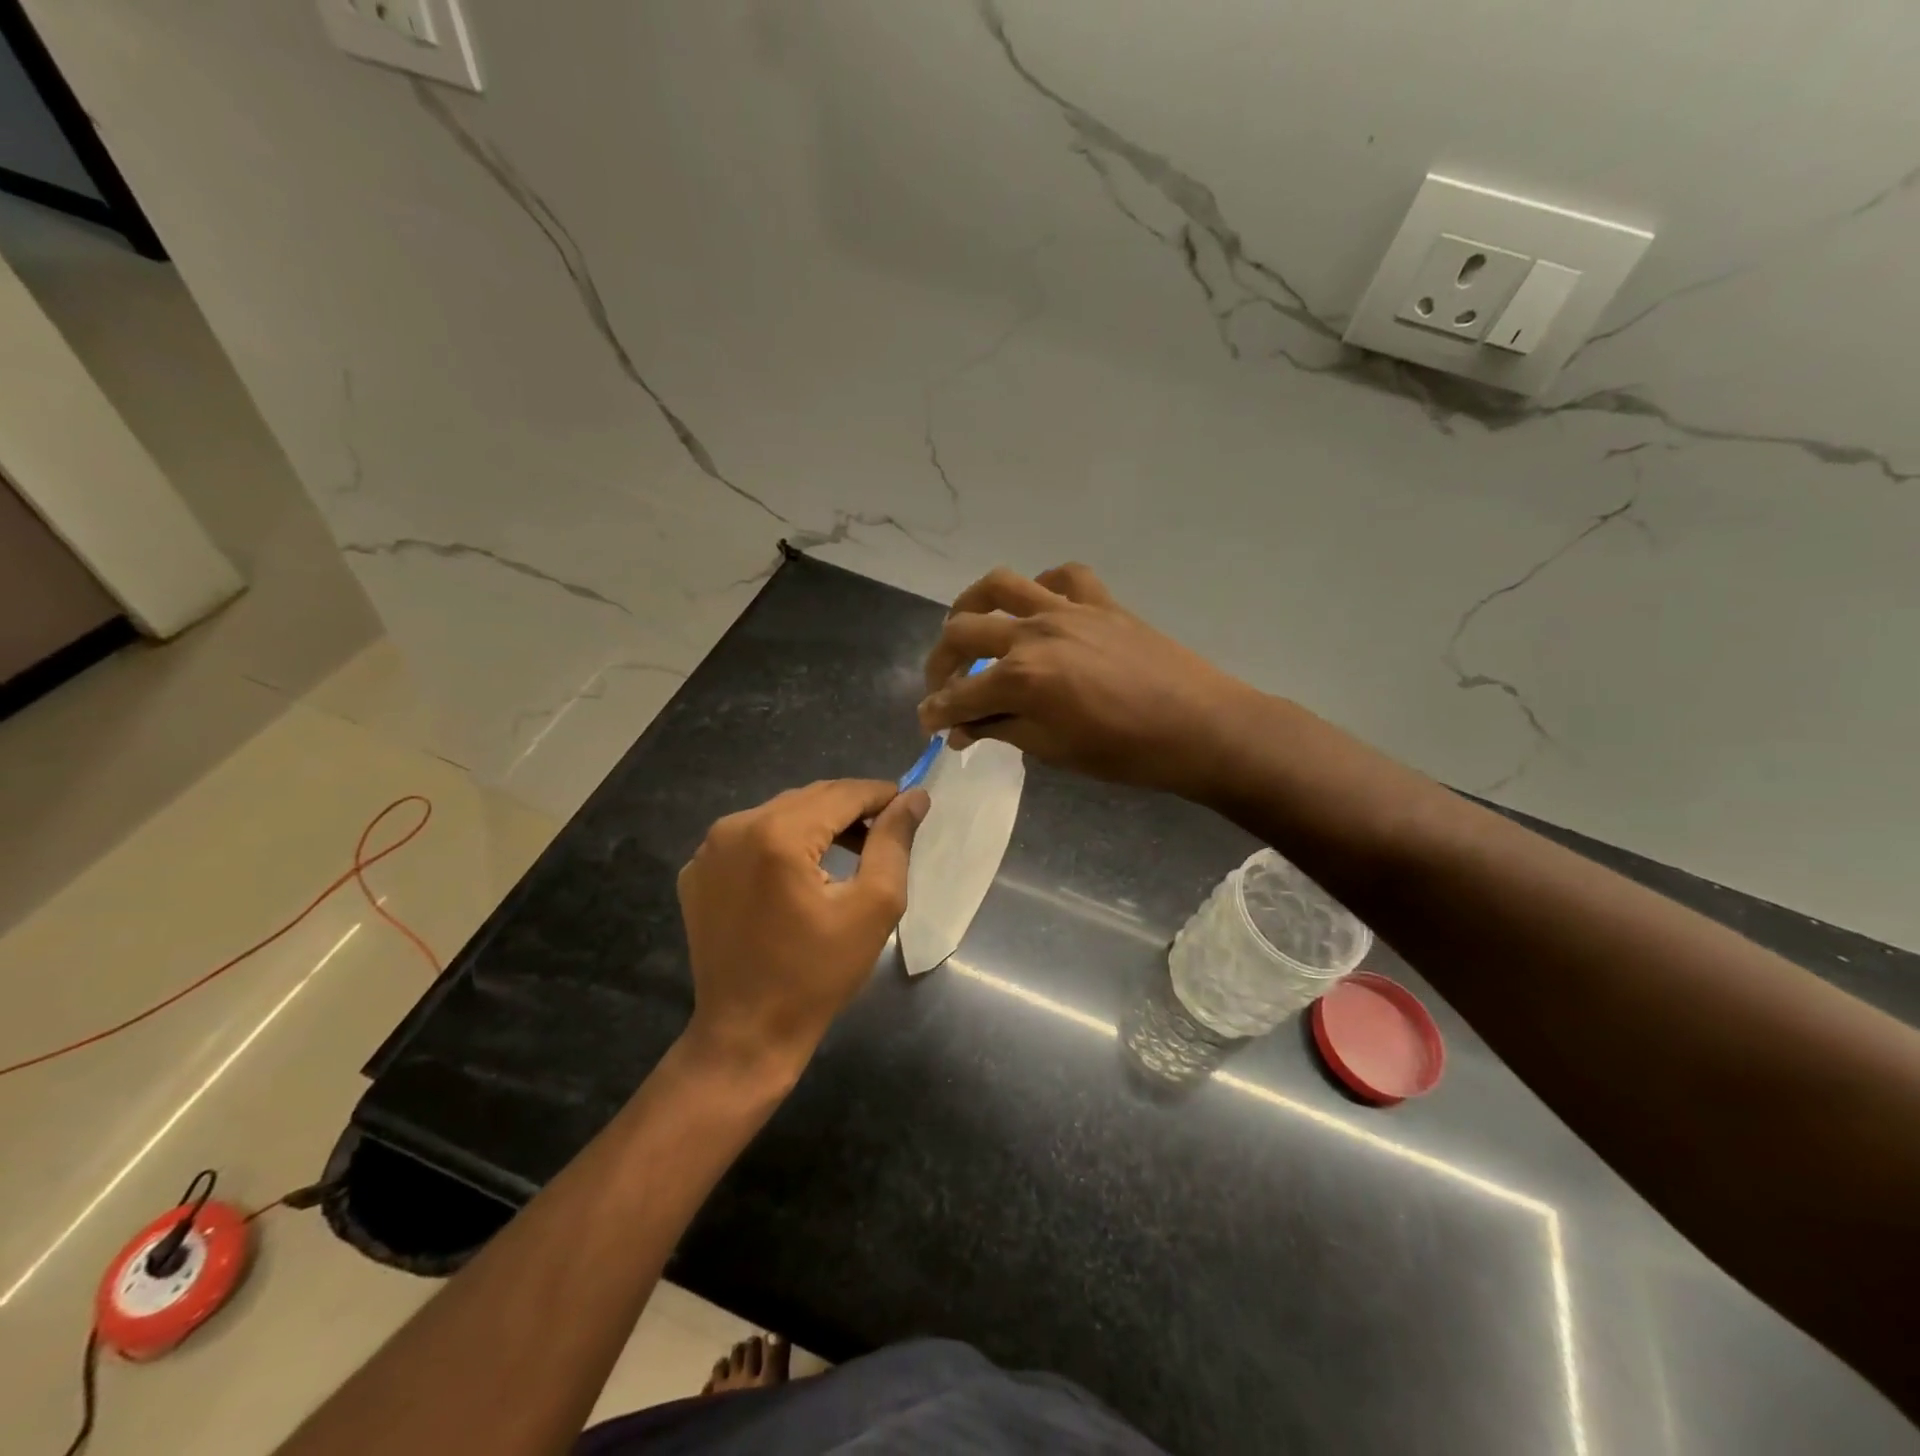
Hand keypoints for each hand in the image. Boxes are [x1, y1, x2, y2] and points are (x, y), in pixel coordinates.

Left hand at [677, 780, 927, 1078]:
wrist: (746, 1034)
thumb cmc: (818, 974)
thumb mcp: (873, 907)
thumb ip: (893, 842)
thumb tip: (914, 797)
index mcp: (778, 834)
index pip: (842, 793)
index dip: (880, 794)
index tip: (909, 804)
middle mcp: (735, 827)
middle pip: (809, 798)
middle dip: (850, 809)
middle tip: (885, 831)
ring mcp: (709, 849)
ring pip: (779, 814)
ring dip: (817, 824)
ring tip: (851, 850)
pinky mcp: (697, 871)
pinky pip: (750, 838)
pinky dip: (781, 843)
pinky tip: (800, 874)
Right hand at [919, 564, 1252, 799]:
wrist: (1198, 727)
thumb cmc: (1124, 752)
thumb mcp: (1053, 750)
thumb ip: (1001, 730)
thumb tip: (961, 729)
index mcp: (1021, 678)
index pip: (958, 694)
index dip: (935, 711)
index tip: (927, 723)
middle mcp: (1034, 632)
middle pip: (964, 631)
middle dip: (940, 661)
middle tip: (942, 686)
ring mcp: (1068, 609)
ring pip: (1001, 585)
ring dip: (972, 604)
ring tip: (967, 624)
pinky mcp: (1100, 601)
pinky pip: (1062, 576)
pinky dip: (1042, 585)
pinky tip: (1039, 606)